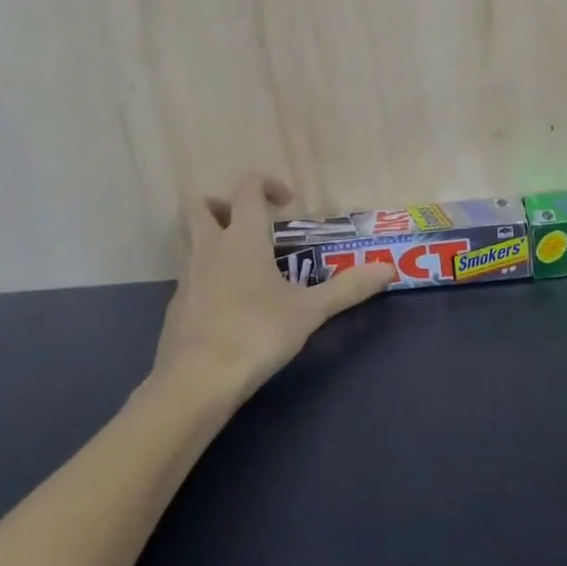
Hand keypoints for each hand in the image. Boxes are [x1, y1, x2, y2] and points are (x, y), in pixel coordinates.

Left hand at [153, 175, 395, 402]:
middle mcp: (210, 248)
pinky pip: (191, 275)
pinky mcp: (177, 305)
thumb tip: (389, 269)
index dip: (267, 185)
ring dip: (214, 238)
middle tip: (253, 225)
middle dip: (224, 203)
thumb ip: (348, 288)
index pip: (247, 189)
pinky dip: (209, 275)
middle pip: (200, 205)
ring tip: (247, 264)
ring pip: (191, 239)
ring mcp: (188, 276)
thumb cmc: (257, 333)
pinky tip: (232, 304)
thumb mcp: (310, 311)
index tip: (289, 204)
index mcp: (243, 238)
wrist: (197, 380)